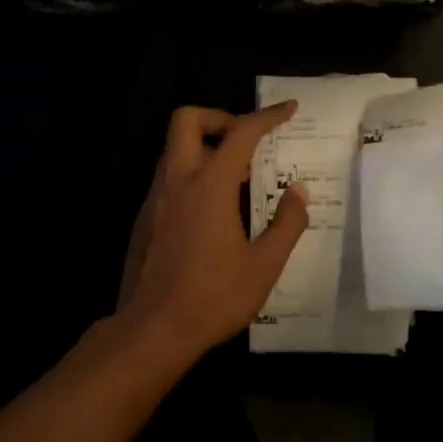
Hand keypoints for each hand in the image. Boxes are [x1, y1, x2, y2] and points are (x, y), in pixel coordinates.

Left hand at [117, 103, 309, 363]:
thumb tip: (298, 191)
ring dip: (205, 148)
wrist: (151, 332)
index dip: (267, 116)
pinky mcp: (144, 219)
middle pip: (187, 120)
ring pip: (175, 149)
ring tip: (236, 179)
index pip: (241, 132)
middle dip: (219, 118)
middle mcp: (178, 180)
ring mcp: (156, 198)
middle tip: (245, 141)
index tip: (288, 109)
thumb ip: (287, 223)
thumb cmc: (213, 297)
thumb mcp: (264, 266)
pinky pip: (169, 177)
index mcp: (209, 184)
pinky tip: (211, 211)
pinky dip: (192, 175)